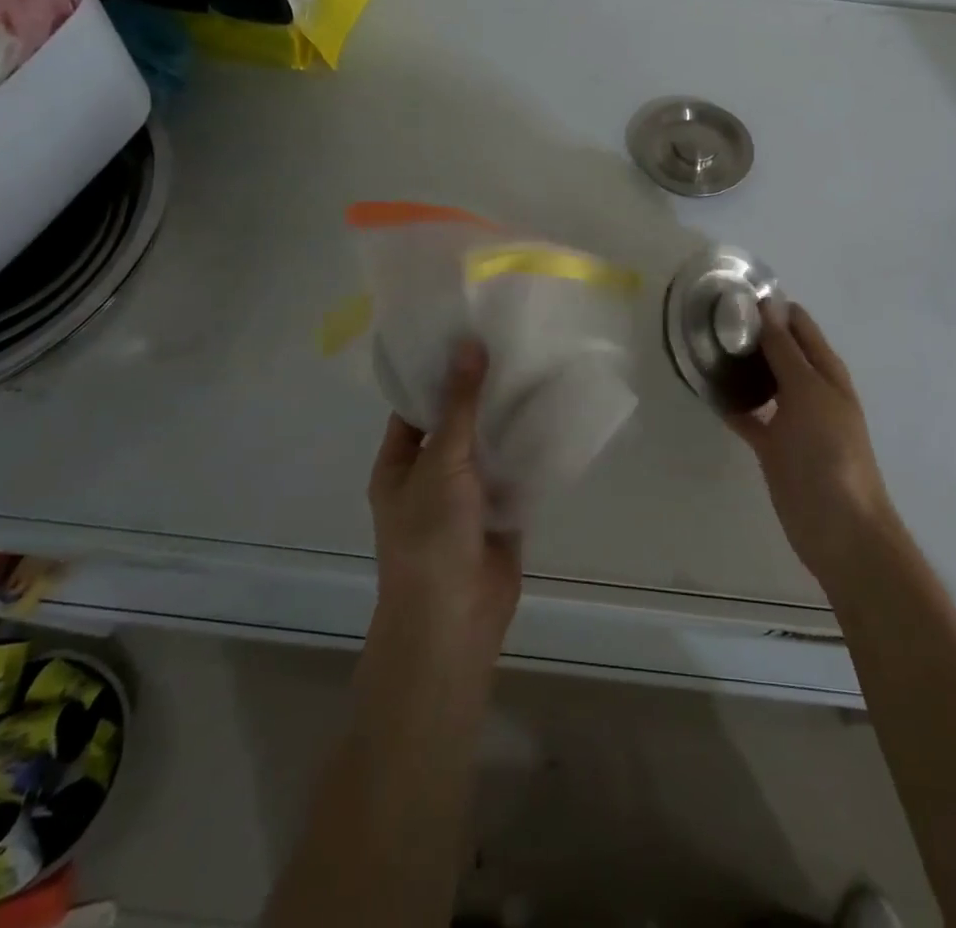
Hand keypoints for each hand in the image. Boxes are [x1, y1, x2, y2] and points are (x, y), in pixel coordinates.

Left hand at [368, 339, 521, 662]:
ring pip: (490, 448)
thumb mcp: (441, 462)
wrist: (454, 619)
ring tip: (540, 371)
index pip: (417, 407)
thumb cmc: (431, 536)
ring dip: (510, 420)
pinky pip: (515, 472)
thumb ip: (460, 405)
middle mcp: (431, 476)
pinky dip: (531, 450)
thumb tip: (468, 345)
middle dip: (483, 395)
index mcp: (400, 464)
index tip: (469, 336)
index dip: (440, 374)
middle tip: (514, 346)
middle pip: (458, 425)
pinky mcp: (501, 512)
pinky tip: (556, 416)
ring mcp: (468, 496)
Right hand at [729, 299, 902, 587]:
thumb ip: (786, 350)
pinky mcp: (772, 445)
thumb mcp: (808, 392)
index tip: (734, 293)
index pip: (799, 324)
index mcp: (825, 370)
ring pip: (762, 380)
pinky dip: (731, 402)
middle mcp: (809, 388)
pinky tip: (705, 390)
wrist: (838, 526)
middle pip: (779, 350)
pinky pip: (748, 415)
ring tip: (703, 346)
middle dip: (751, 333)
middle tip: (709, 318)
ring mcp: (790, 418)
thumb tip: (769, 306)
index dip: (772, 306)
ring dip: (740, 365)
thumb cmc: (829, 451)